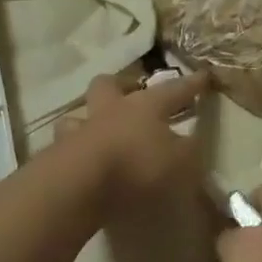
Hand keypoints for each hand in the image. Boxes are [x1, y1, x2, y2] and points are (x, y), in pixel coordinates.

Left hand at [58, 70, 209, 207]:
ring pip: (79, 115)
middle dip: (122, 85)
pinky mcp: (58, 156)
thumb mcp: (180, 163)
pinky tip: (82, 164)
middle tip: (131, 92)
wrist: (79, 185)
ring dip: (88, 121)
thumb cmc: (137, 166)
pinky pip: (66, 147)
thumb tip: (193, 142)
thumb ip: (190, 152)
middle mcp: (110, 110)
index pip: (174, 89)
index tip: (203, 75)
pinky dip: (74, 152)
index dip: (191, 84)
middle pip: (110, 85)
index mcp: (145, 105)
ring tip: (97, 132)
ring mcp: (80, 130)